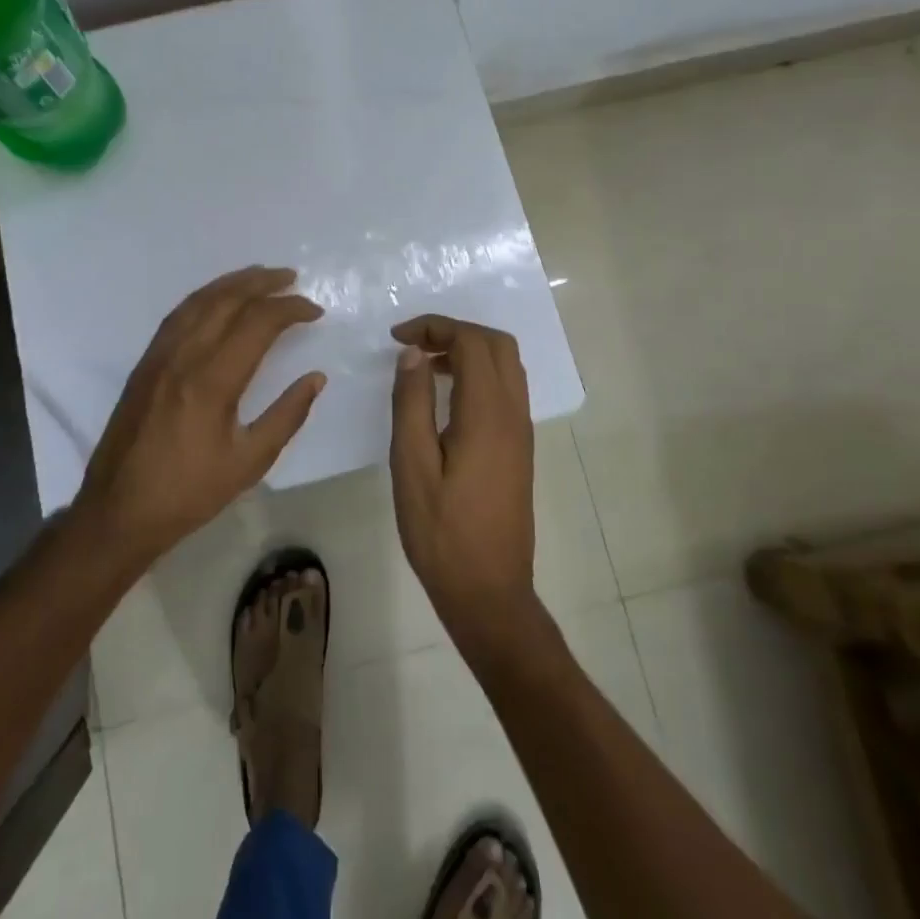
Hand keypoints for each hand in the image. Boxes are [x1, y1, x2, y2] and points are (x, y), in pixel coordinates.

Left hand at [75, 266, 325, 564]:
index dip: (290, 309)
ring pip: (199, 301)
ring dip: (232, 282)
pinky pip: (178, 314)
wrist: (119, 509)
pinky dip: (204, 297)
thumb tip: (316, 377)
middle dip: (263, 282)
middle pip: (227, 300)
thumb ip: (287, 416)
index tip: (315, 311)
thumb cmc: (189, 492)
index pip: (258, 324)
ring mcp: (159, 355)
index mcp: (212, 381)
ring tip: (260, 275)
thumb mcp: (249, 462)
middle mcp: (184, 356)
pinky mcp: (145, 362)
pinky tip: (217, 299)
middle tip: (292, 277)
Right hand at [388, 314, 537, 645]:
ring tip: (426, 364)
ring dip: (469, 350)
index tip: (397, 338)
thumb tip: (413, 353)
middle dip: (455, 331)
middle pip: (497, 344)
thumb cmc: (441, 531)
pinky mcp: (520, 447)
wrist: (488, 591)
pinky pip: (507, 388)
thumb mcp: (411, 465)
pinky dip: (479, 373)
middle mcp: (513, 414)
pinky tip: (447, 394)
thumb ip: (412, 402)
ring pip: (506, 365)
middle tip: (414, 345)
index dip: (434, 327)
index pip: (471, 341)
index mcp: (487, 414)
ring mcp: (522, 431)